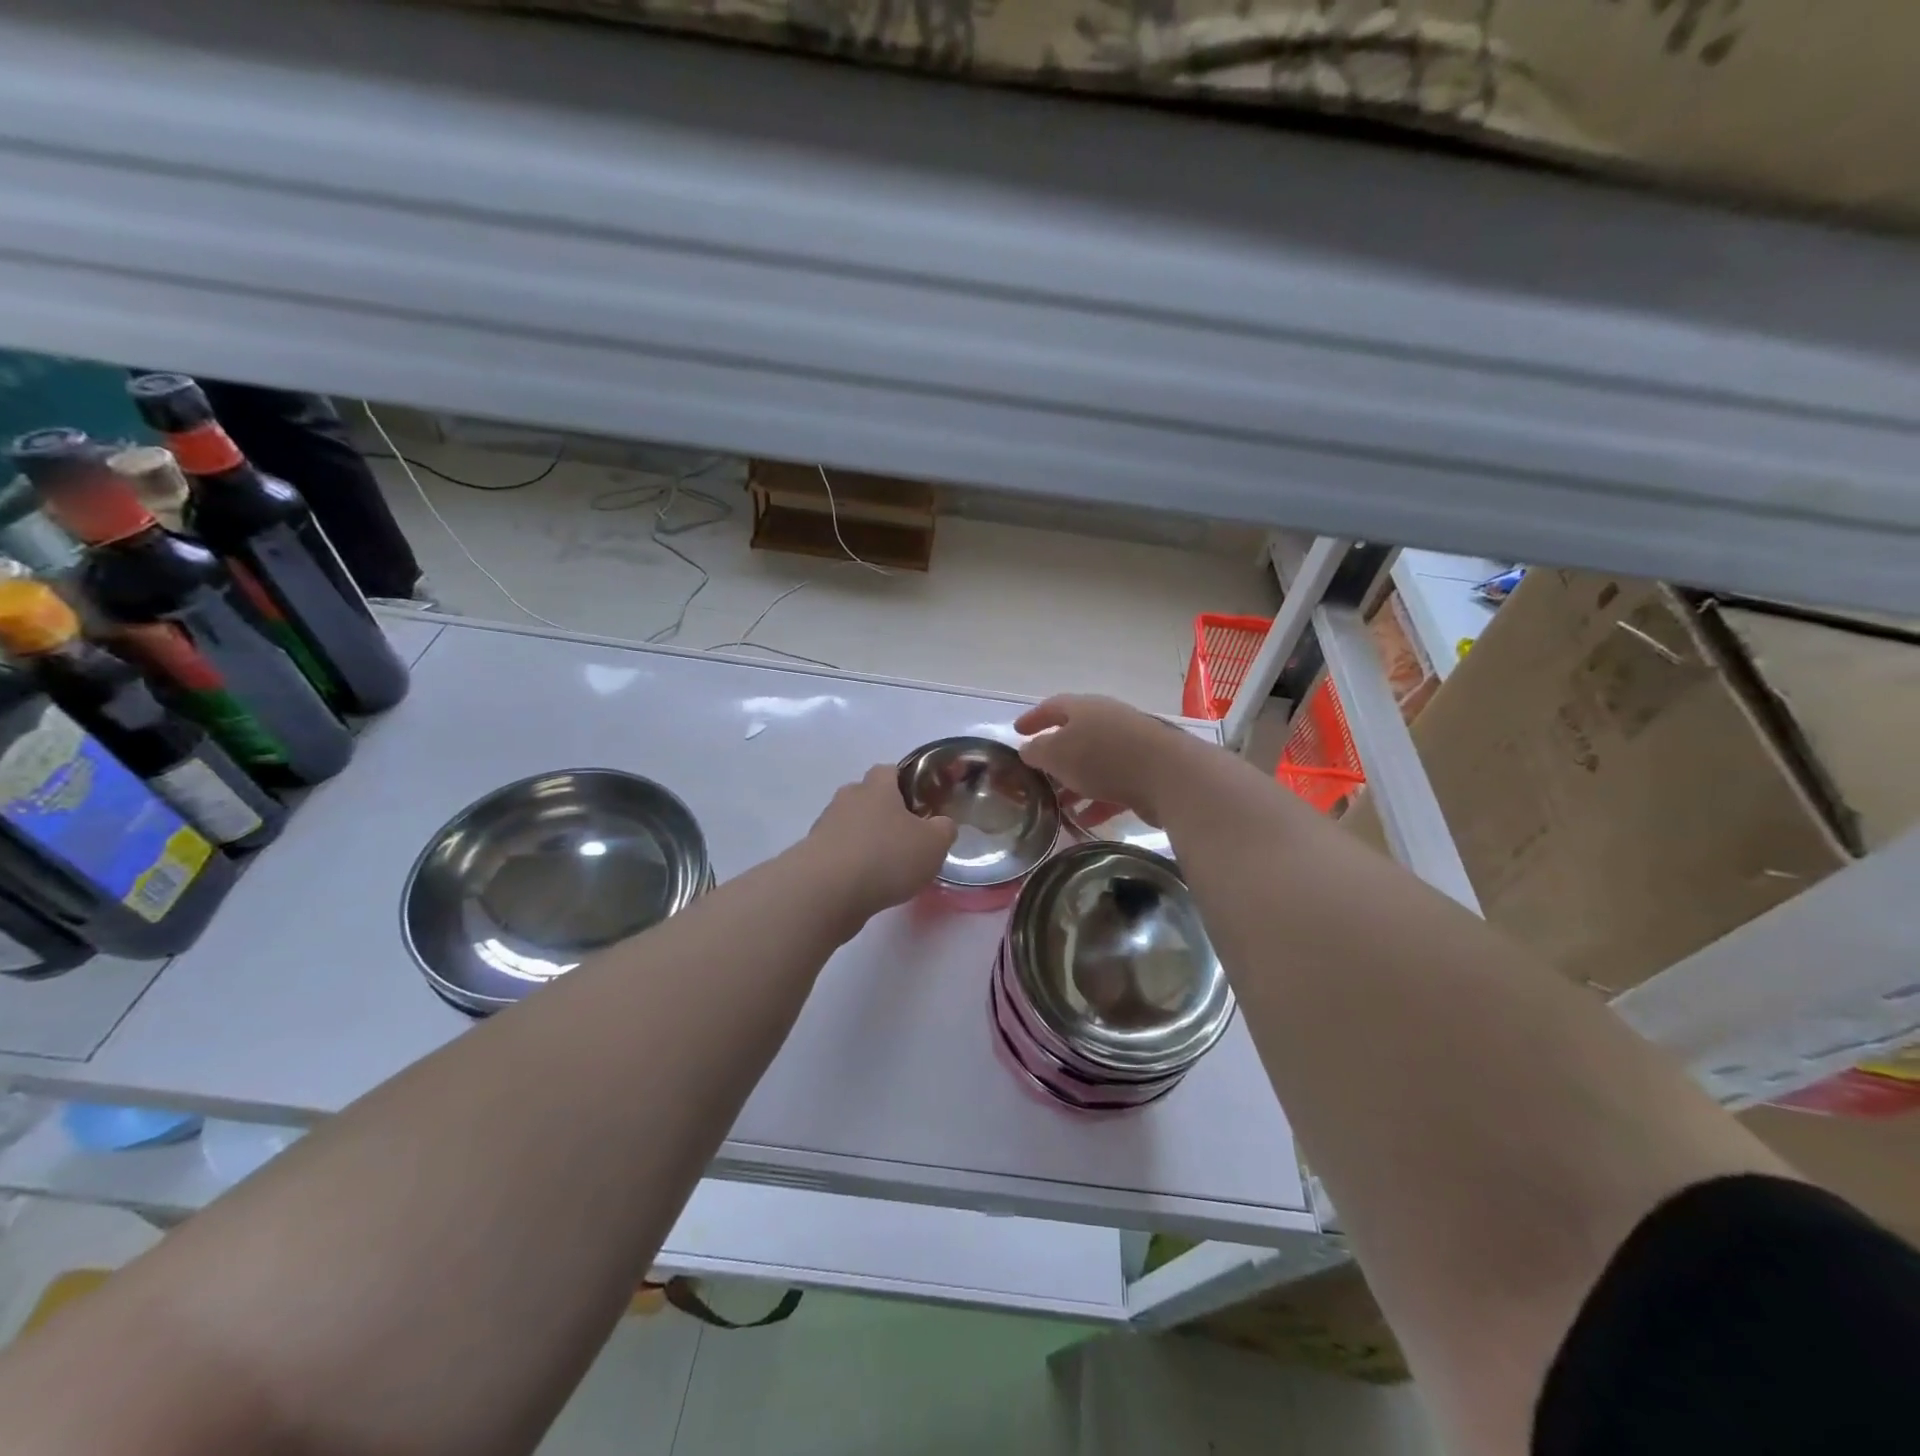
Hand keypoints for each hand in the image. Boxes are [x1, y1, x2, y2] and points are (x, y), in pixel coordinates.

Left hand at [806, 765, 956, 917]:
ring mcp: (825, 826)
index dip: (905, 784)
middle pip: (867, 798)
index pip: (889, 770)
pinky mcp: (811, 855)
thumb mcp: (933, 844)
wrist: (826, 892)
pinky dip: (850, 864)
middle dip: (884, 814)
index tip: (919, 805)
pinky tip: (864, 885)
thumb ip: (943, 830)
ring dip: (866, 841)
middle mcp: (847, 798)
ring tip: (885, 869)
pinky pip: (837, 852)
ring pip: (851, 826)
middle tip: (905, 839)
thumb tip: (941, 824)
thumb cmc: (886, 857)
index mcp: (877, 787)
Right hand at [1015, 694, 1195, 825]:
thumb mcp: (1057, 753)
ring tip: (1057, 805)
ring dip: (1075, 784)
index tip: (1017, 731)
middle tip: (1037, 776)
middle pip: (1075, 736)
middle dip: (1055, 758)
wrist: (1168, 775)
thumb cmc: (1103, 756)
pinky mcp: (1147, 773)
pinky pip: (1114, 786)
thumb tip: (1028, 750)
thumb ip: (1038, 752)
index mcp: (1085, 708)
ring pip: (1094, 764)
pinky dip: (1097, 802)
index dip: (1033, 718)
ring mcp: (1130, 747)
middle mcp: (1108, 721)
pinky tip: (1084, 820)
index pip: (1053, 707)